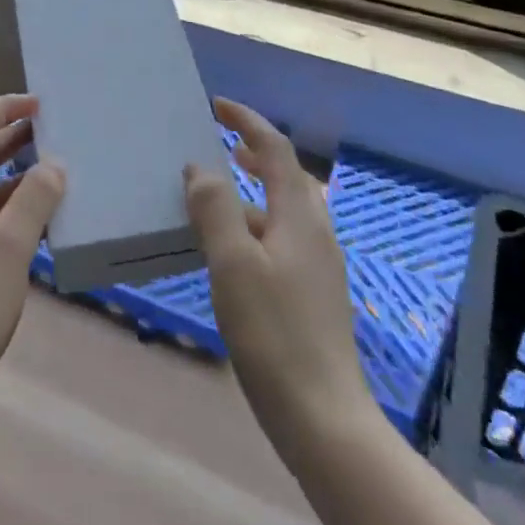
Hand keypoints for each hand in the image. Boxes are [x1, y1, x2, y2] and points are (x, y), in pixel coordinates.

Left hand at [0, 94, 65, 402]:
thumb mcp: (10, 250)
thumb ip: (34, 201)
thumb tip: (54, 164)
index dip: (0, 109)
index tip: (37, 106)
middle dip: (6, 136)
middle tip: (47, 130)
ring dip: (6, 170)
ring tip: (46, 166)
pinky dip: (2, 202)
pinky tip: (31, 216)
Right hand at [186, 98, 371, 458]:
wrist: (323, 420)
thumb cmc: (274, 334)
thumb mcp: (233, 264)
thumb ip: (215, 209)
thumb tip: (201, 167)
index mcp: (299, 217)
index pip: (276, 150)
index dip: (248, 121)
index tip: (217, 105)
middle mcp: (315, 233)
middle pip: (289, 176)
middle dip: (257, 153)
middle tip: (224, 144)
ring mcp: (318, 267)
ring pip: (286, 210)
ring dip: (255, 191)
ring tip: (217, 196)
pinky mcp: (312, 296)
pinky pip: (283, 239)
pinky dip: (256, 225)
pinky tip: (231, 252)